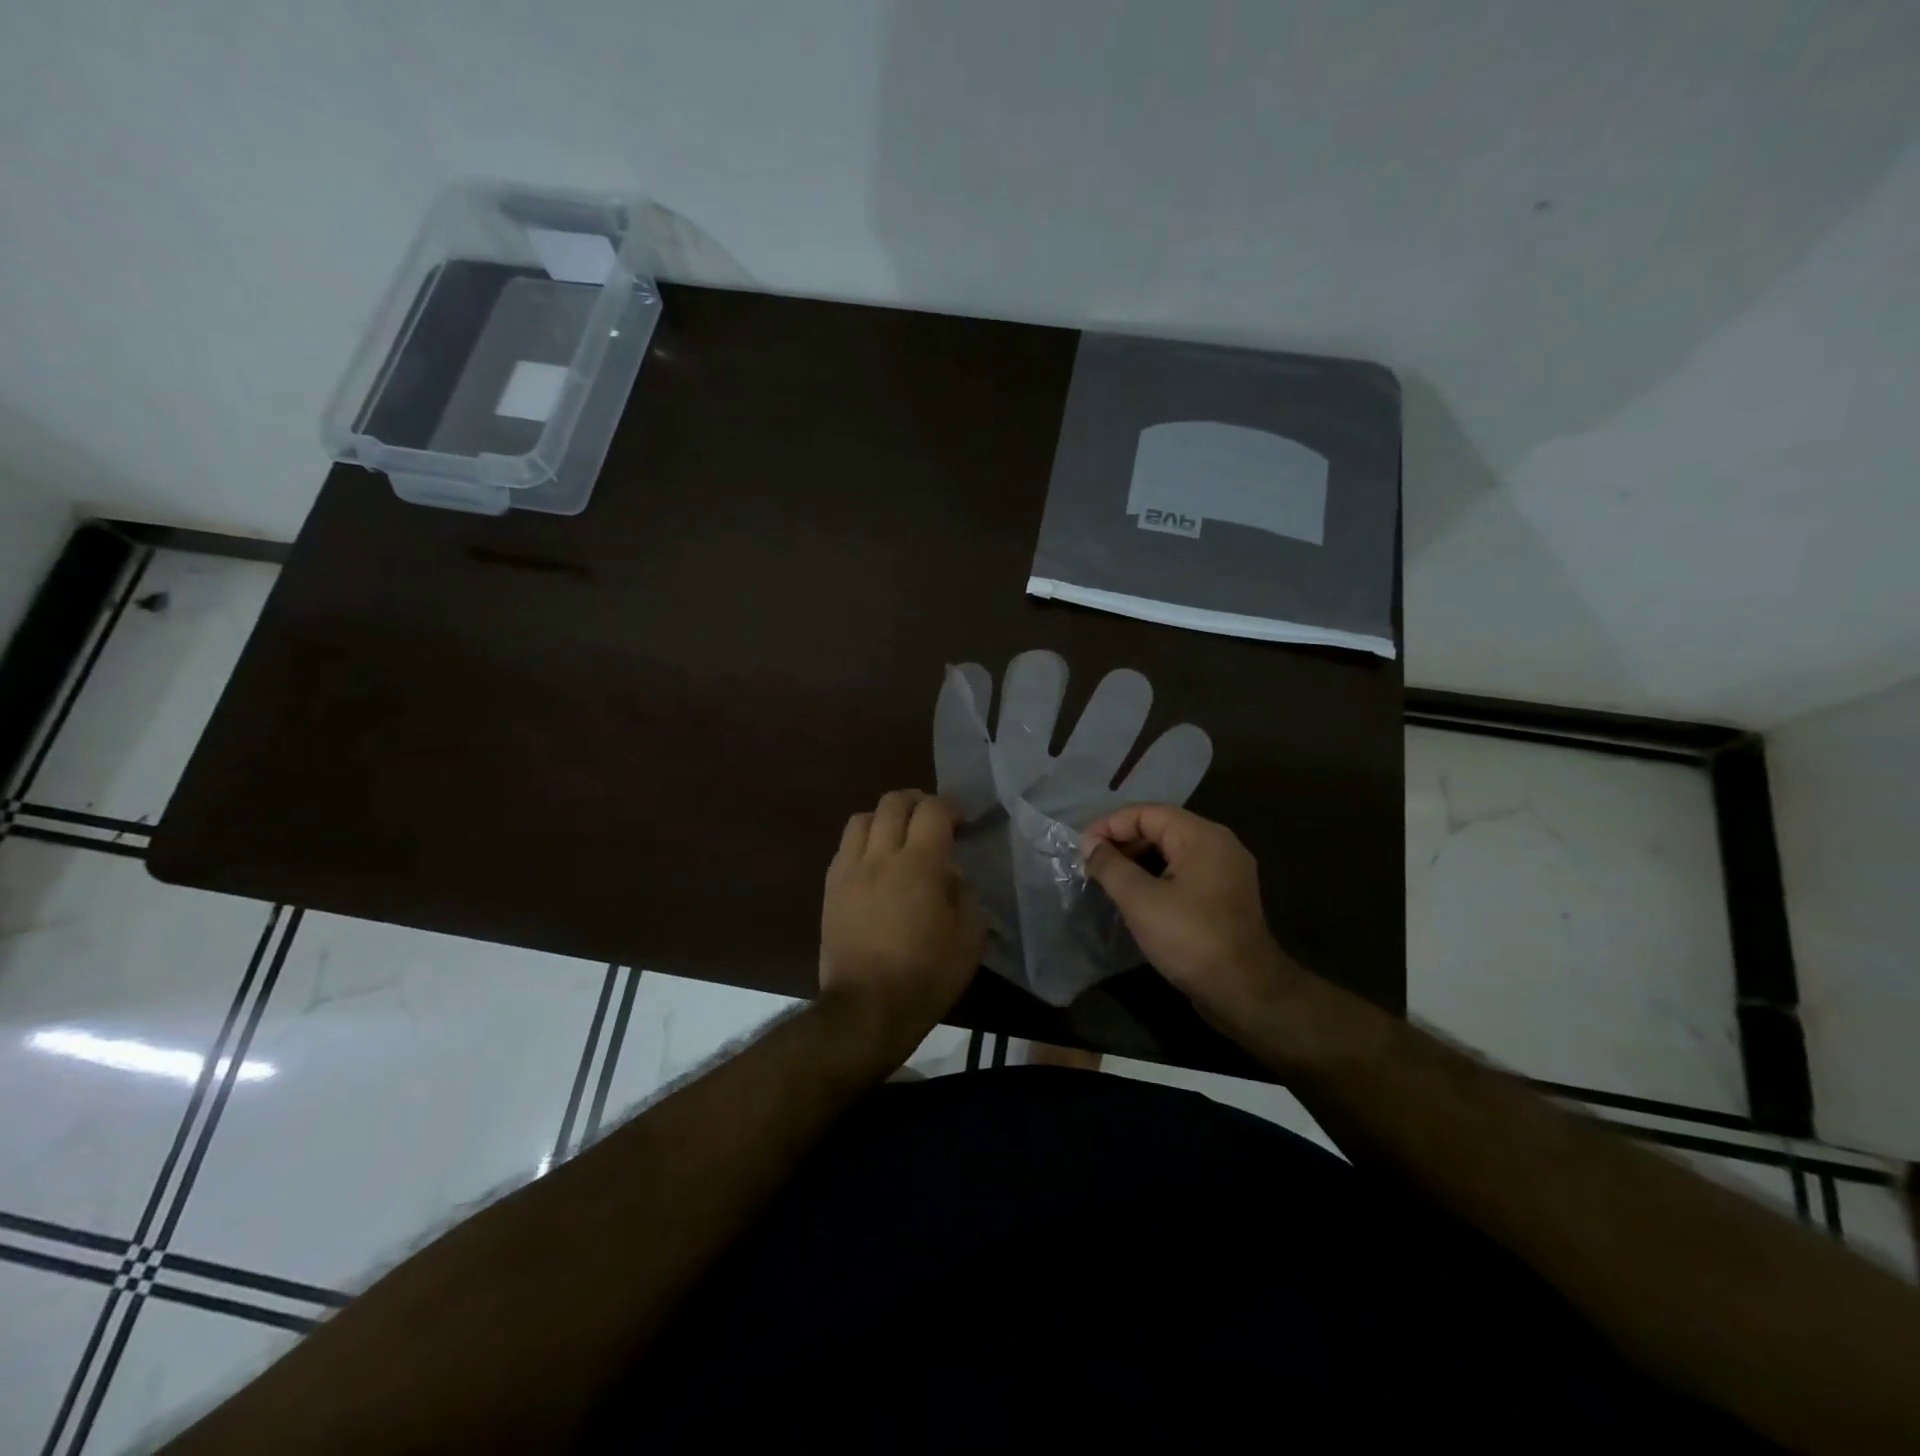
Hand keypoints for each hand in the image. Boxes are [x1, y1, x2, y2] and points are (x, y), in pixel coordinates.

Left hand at [820, 790, 982, 1056]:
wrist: (866, 1009)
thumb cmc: (925, 976)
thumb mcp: (968, 939)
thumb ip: (965, 895)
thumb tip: (951, 876)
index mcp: (919, 864)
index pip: (932, 810)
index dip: (950, 807)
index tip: (962, 822)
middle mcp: (880, 856)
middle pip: (893, 802)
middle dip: (917, 801)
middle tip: (932, 821)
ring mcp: (849, 870)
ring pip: (862, 818)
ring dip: (885, 818)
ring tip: (899, 838)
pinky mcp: (830, 889)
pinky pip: (845, 847)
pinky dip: (864, 842)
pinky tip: (875, 865)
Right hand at [1082, 804, 1299, 1021]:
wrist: (1245, 992)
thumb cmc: (1190, 939)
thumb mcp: (1140, 900)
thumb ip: (1110, 866)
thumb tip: (1089, 844)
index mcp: (1202, 836)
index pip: (1146, 813)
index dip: (1110, 825)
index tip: (1081, 848)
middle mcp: (1218, 844)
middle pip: (1160, 828)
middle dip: (1122, 842)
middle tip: (1090, 864)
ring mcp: (1225, 871)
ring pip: (1171, 852)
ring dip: (1137, 861)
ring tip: (1106, 879)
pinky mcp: (1223, 896)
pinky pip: (1183, 873)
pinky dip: (1155, 877)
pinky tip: (1134, 896)